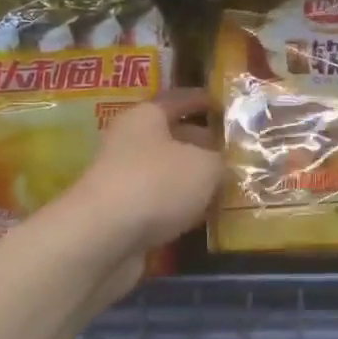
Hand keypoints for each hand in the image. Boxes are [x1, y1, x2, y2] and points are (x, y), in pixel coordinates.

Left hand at [59, 88, 222, 268]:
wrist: (103, 239)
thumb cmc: (157, 183)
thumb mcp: (206, 166)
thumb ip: (221, 161)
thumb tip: (224, 165)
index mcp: (145, 117)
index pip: (178, 99)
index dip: (201, 100)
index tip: (223, 104)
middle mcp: (130, 143)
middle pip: (172, 137)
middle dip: (202, 144)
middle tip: (234, 152)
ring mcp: (123, 181)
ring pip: (166, 173)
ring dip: (192, 180)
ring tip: (227, 185)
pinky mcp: (122, 215)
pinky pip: (160, 203)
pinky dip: (180, 207)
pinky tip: (204, 215)